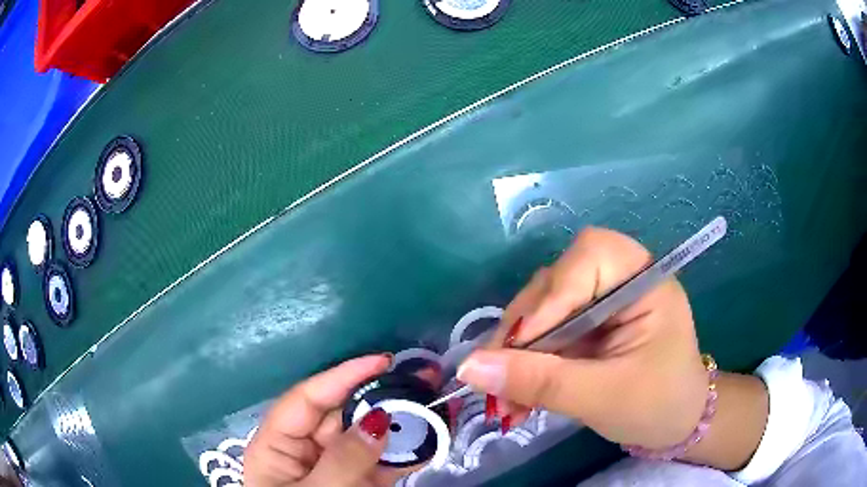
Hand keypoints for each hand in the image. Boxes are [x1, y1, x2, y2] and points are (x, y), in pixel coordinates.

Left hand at [245, 355, 420, 486]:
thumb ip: (344, 460)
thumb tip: (379, 418)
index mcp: (275, 446)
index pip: (305, 401)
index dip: (341, 377)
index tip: (381, 360)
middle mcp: (302, 451)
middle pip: (340, 415)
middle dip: (378, 397)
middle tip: (421, 380)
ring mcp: (333, 468)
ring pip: (366, 437)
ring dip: (398, 424)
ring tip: (433, 405)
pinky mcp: (357, 484)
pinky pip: (381, 462)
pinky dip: (405, 453)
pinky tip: (430, 440)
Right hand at [457, 227, 709, 449]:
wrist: (676, 424)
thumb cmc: (658, 405)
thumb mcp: (602, 397)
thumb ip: (540, 382)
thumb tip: (469, 368)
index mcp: (644, 281)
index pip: (590, 255)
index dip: (552, 295)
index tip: (521, 346)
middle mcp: (620, 280)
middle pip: (556, 282)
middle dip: (524, 334)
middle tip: (497, 380)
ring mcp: (600, 302)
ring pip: (541, 310)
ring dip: (517, 355)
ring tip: (506, 401)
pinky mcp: (586, 325)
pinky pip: (544, 333)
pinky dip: (525, 364)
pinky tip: (516, 397)